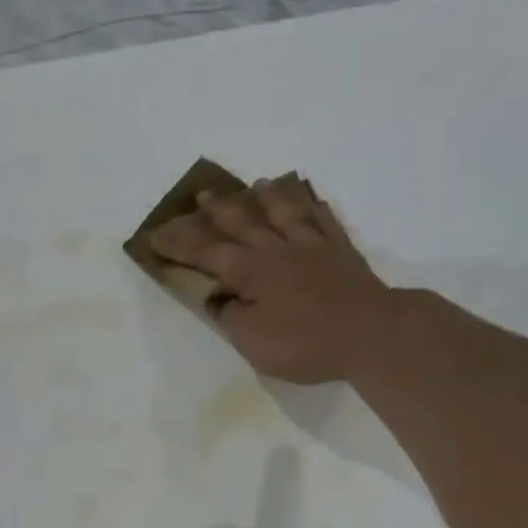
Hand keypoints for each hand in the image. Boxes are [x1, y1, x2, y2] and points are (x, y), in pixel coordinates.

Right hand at [151, 177, 397, 383]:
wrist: (371, 332)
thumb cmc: (304, 342)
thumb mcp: (253, 341)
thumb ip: (231, 315)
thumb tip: (218, 296)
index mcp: (250, 270)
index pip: (206, 253)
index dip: (180, 244)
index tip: (157, 235)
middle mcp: (277, 249)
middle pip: (242, 223)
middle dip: (219, 210)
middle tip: (202, 195)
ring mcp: (313, 246)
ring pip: (284, 213)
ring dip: (267, 198)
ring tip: (257, 184)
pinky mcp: (342, 252)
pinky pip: (323, 220)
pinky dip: (313, 207)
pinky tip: (310, 200)